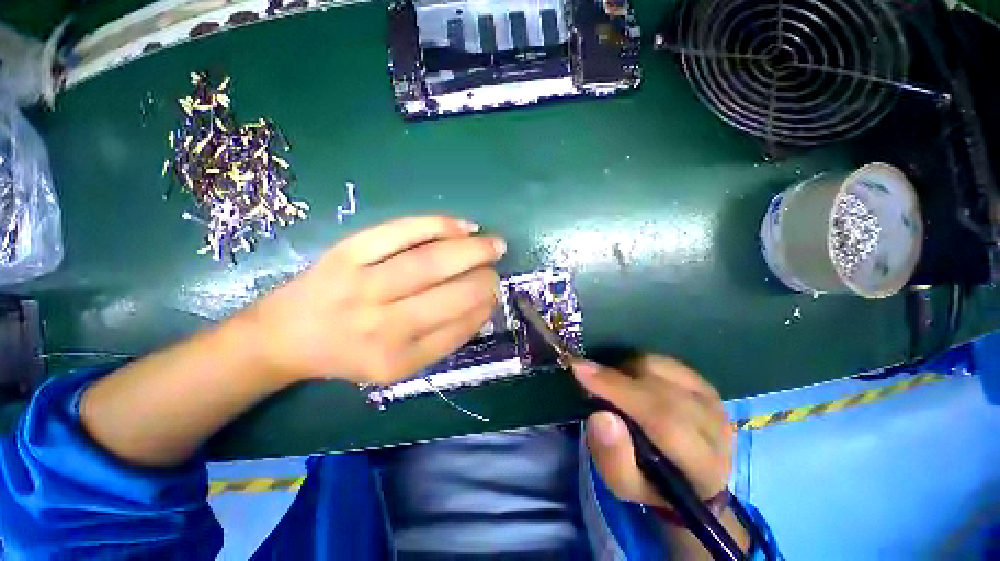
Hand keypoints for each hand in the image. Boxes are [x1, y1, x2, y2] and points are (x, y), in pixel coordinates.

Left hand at [250, 215, 505, 384]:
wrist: (287, 334)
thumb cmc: (350, 353)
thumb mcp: (398, 365)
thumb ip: (443, 340)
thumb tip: (483, 308)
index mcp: (396, 359)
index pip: (457, 328)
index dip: (484, 307)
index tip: (495, 295)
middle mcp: (381, 325)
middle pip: (450, 294)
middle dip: (485, 279)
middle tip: (496, 270)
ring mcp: (362, 284)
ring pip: (431, 261)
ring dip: (472, 250)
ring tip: (494, 245)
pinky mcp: (348, 252)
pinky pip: (402, 232)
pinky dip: (438, 225)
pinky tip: (464, 227)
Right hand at [572, 355, 733, 505]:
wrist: (687, 475)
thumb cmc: (651, 483)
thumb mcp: (625, 485)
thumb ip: (613, 457)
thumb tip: (601, 416)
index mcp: (704, 465)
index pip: (663, 419)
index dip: (618, 390)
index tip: (579, 370)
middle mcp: (716, 426)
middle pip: (660, 389)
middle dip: (616, 378)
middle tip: (584, 373)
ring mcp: (712, 398)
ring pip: (660, 369)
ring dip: (625, 371)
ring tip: (610, 386)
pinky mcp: (702, 381)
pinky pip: (662, 360)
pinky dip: (637, 364)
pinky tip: (628, 379)